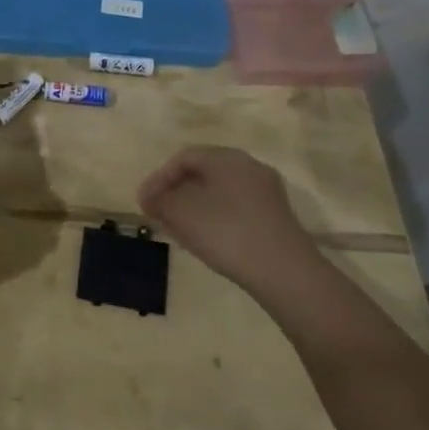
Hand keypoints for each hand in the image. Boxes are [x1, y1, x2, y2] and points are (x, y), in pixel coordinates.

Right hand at [137, 145, 326, 300]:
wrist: (284, 271)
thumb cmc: (225, 232)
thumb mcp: (180, 213)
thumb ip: (159, 200)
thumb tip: (150, 197)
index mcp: (226, 158)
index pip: (183, 158)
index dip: (158, 178)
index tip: (144, 202)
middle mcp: (249, 167)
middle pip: (202, 173)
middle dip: (175, 192)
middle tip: (158, 214)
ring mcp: (266, 192)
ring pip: (219, 192)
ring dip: (193, 207)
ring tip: (177, 229)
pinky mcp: (275, 216)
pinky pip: (235, 208)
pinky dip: (214, 217)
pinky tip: (205, 239)